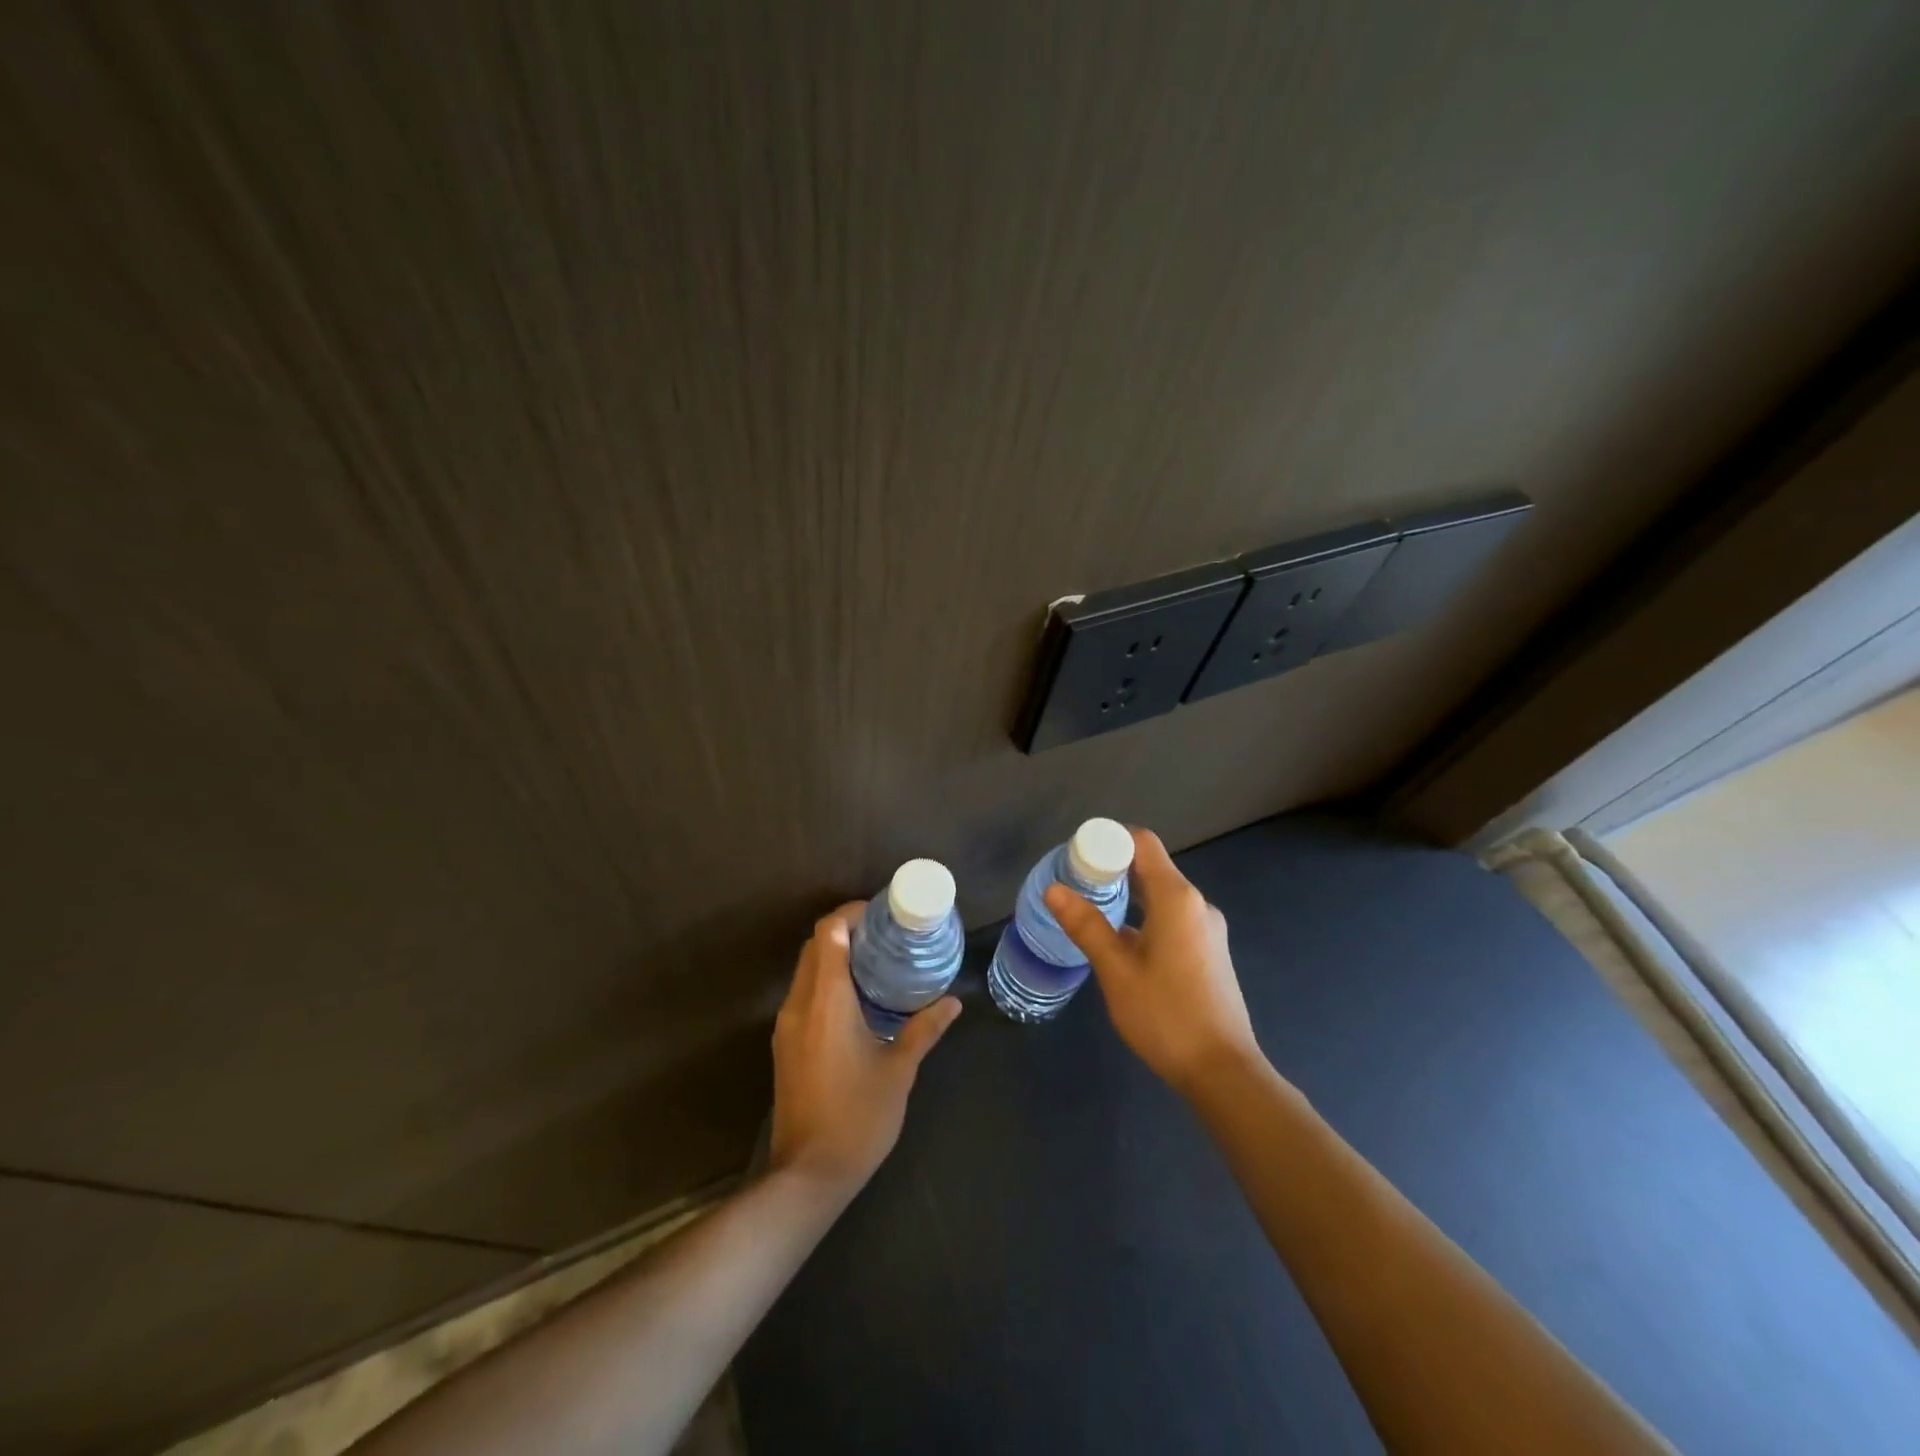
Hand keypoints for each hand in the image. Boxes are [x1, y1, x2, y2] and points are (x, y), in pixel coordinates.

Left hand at [767, 903, 961, 1193]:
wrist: (808, 1175)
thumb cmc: (858, 1116)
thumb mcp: (899, 1070)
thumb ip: (924, 1028)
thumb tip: (953, 1002)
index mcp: (826, 1001)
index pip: (828, 933)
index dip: (850, 913)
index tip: (880, 914)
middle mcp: (799, 1004)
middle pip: (814, 946)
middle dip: (845, 931)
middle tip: (884, 935)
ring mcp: (787, 1026)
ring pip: (806, 970)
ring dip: (833, 956)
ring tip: (874, 961)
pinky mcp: (785, 1045)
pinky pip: (803, 995)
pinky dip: (825, 981)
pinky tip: (856, 999)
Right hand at [1044, 828, 1260, 1095]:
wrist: (1223, 1072)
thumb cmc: (1166, 1015)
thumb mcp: (1116, 971)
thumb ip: (1086, 925)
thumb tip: (1053, 889)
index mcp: (1177, 898)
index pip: (1142, 843)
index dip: (1108, 840)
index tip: (1076, 857)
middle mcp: (1197, 904)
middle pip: (1151, 867)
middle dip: (1111, 869)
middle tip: (1074, 884)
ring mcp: (1207, 929)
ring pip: (1161, 895)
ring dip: (1127, 895)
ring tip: (1090, 911)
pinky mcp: (1209, 952)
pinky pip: (1172, 918)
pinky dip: (1144, 917)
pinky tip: (1120, 943)